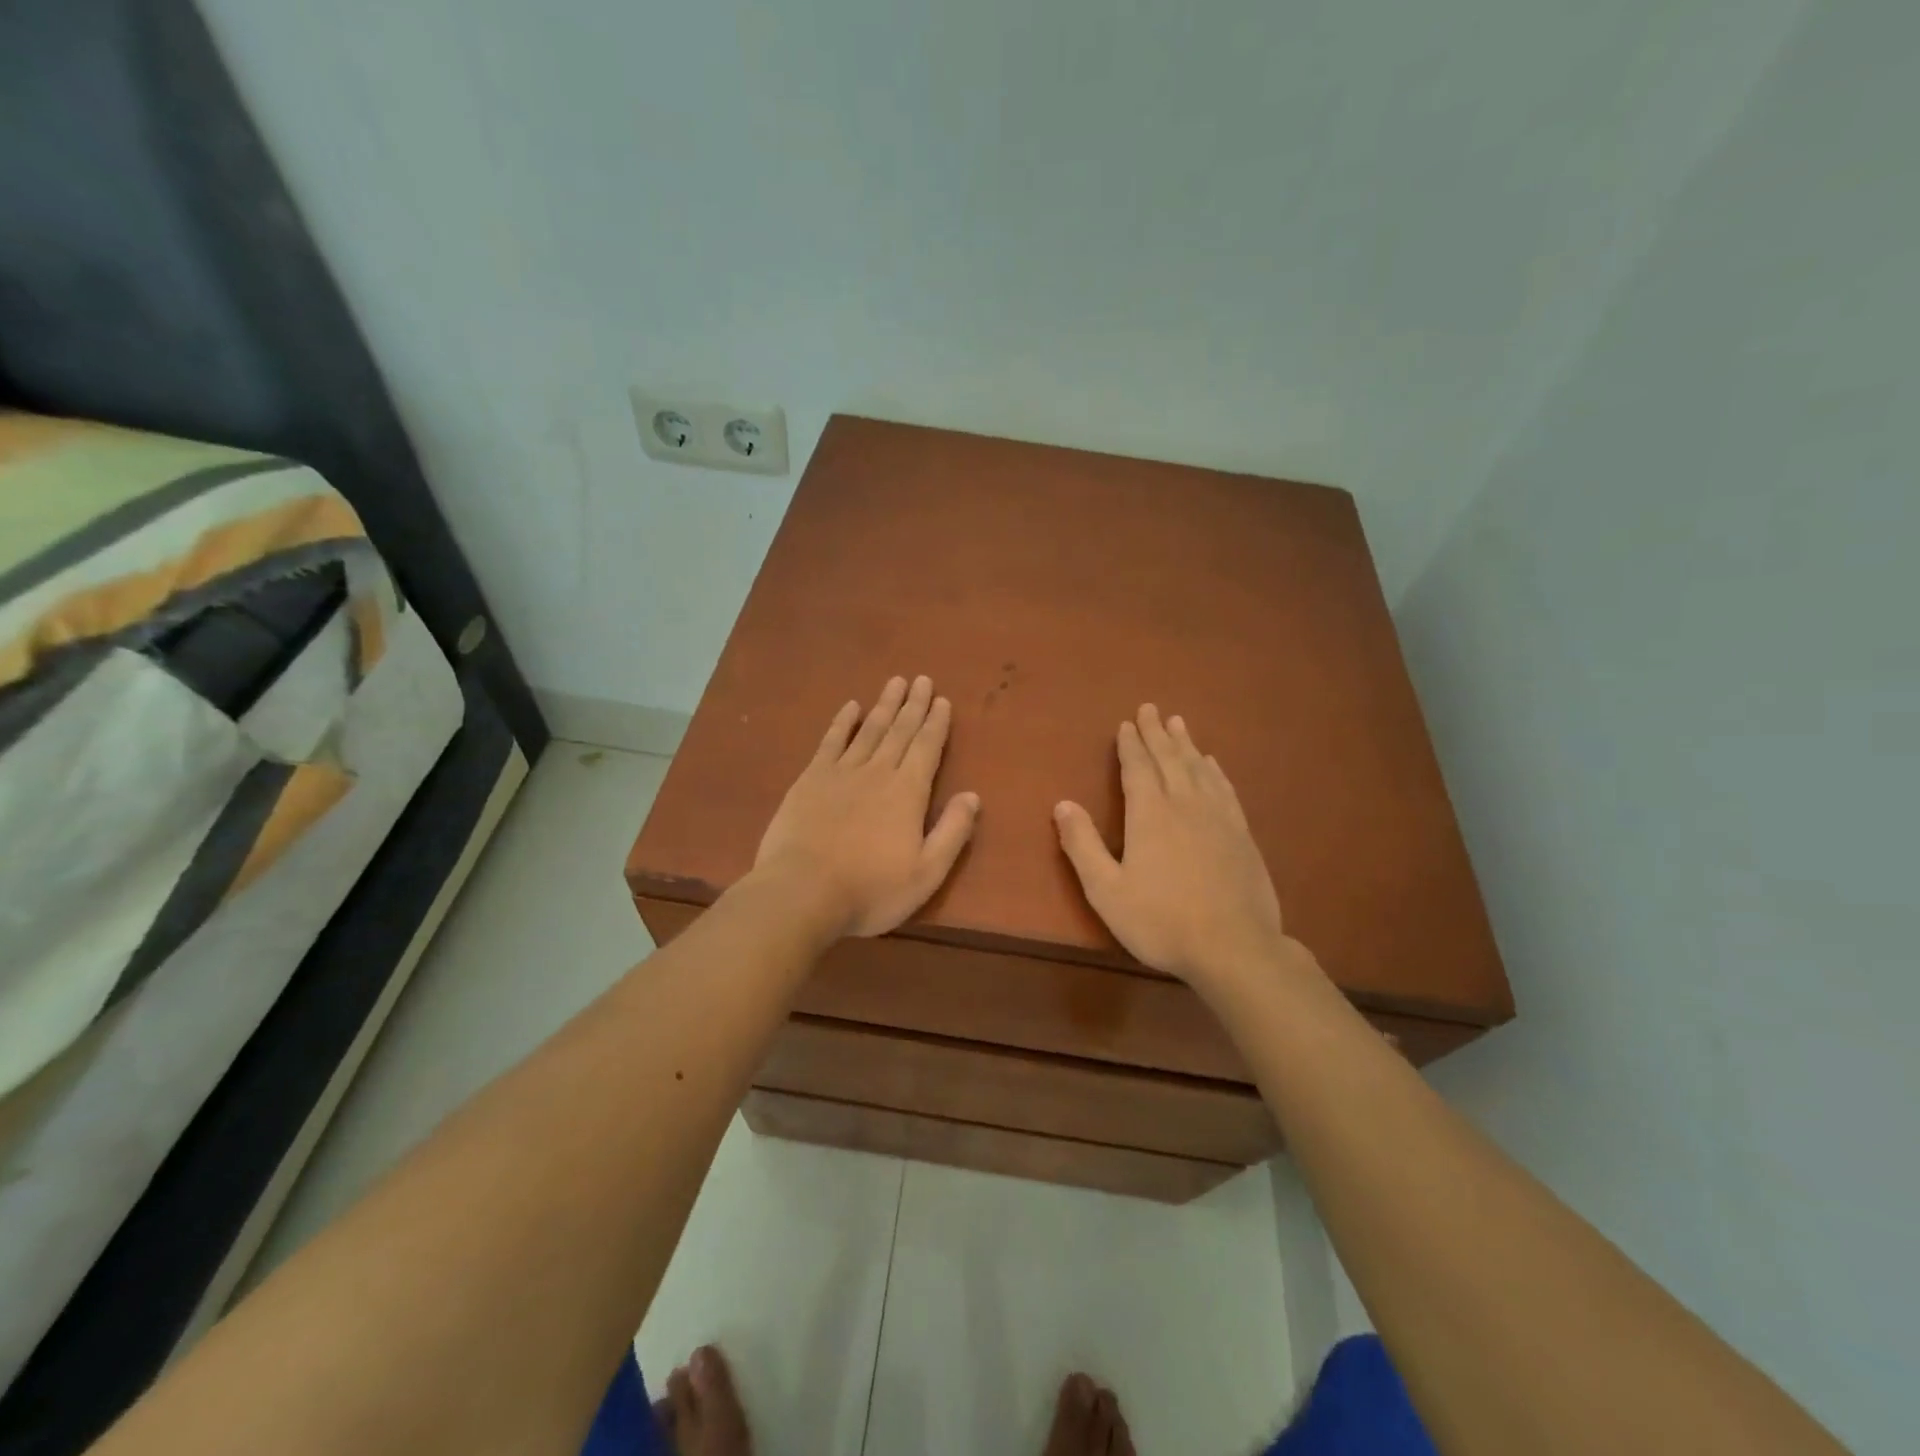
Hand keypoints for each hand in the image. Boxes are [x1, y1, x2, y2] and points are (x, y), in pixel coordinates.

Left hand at [754, 675, 979, 938]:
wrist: (801, 892)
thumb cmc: (870, 890)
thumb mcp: (926, 873)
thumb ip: (952, 832)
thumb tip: (972, 796)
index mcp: (908, 793)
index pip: (927, 748)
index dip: (936, 723)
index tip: (942, 700)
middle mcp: (878, 772)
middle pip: (900, 731)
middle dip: (913, 705)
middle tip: (922, 679)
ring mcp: (841, 772)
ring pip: (869, 730)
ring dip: (884, 705)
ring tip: (895, 682)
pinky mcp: (810, 779)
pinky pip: (831, 741)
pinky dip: (842, 722)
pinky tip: (850, 707)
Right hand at [1054, 705, 1292, 987]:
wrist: (1234, 947)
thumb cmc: (1161, 921)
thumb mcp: (1106, 889)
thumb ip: (1082, 845)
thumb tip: (1062, 804)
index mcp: (1150, 814)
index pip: (1137, 768)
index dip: (1130, 745)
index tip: (1126, 724)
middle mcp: (1184, 804)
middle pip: (1169, 759)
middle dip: (1156, 733)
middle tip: (1150, 708)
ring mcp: (1218, 817)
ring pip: (1199, 769)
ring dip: (1186, 744)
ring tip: (1179, 723)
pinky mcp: (1241, 834)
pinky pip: (1224, 789)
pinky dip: (1215, 771)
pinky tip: (1213, 765)